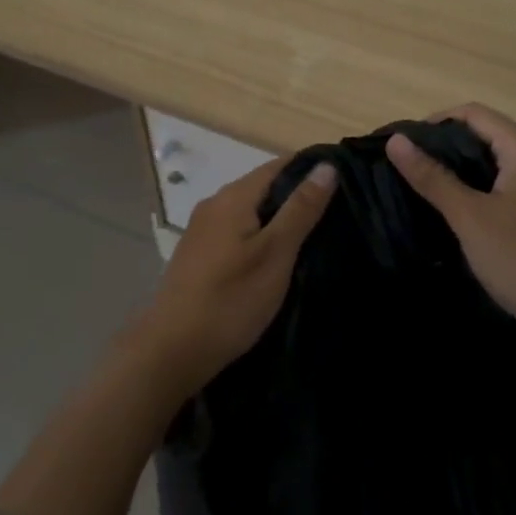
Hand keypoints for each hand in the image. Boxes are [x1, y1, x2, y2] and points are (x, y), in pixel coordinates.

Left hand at [129, 155, 336, 397]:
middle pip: (263, 186)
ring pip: (249, 211)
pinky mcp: (197, 254)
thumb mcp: (276, 253)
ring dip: (277, 218)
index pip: (278, 165)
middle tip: (334, 212)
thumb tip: (326, 166)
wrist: (172, 350)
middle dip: (296, 195)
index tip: (343, 180)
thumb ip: (301, 209)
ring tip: (311, 235)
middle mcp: (214, 203)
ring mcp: (202, 229)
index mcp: (234, 196)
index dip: (310, 169)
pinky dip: (259, 235)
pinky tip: (274, 257)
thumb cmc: (231, 299)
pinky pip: (236, 230)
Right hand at [385, 104, 515, 353]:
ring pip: (491, 168)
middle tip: (405, 170)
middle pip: (483, 137)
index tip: (402, 146)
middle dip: (443, 149)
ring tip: (420, 191)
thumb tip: (396, 140)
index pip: (473, 113)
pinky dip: (474, 196)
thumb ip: (433, 177)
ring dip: (457, 174)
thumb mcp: (471, 218)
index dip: (434, 122)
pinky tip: (451, 216)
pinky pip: (501, 192)